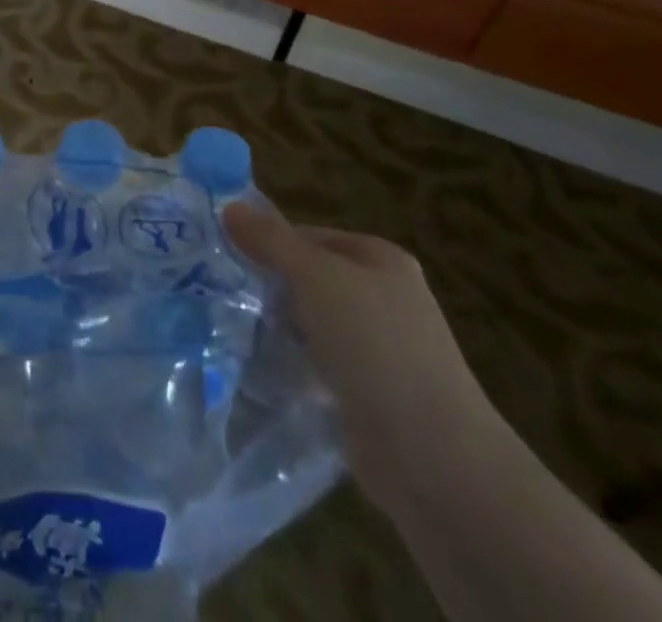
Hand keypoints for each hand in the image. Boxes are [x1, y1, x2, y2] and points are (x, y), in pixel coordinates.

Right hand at [224, 203, 500, 511]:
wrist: (432, 456)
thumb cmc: (375, 345)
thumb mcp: (315, 276)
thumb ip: (271, 241)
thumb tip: (230, 207)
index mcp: (380, 259)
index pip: (309, 236)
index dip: (269, 243)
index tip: (229, 259)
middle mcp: (384, 298)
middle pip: (310, 278)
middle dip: (273, 288)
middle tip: (229, 296)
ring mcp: (380, 349)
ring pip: (313, 323)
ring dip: (281, 329)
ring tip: (238, 333)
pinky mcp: (370, 394)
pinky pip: (320, 366)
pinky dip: (296, 366)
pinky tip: (266, 371)